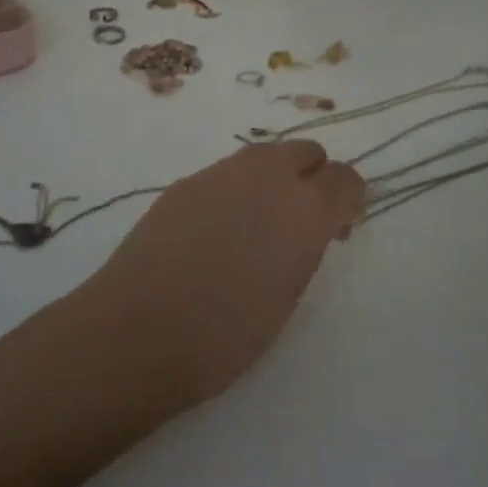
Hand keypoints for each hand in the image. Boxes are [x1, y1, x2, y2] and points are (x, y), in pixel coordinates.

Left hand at [73, 140, 364, 409]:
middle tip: (300, 223)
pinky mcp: (187, 180)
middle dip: (313, 178)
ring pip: (266, 155)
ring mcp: (222, 172)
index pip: (346, 178)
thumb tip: (308, 227)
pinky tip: (217, 231)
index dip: (348, 201)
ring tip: (258, 226)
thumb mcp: (287, 297)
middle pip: (307, 152)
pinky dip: (236, 190)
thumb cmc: (225, 334)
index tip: (338, 230)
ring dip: (275, 179)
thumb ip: (305, 248)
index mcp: (304, 210)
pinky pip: (227, 172)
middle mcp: (267, 177)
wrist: (139, 329)